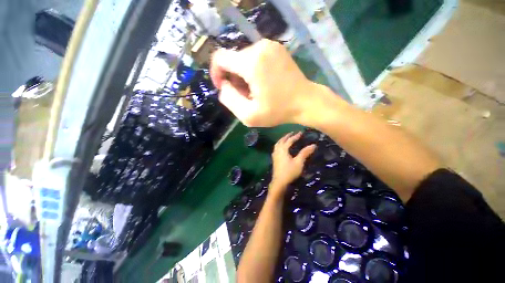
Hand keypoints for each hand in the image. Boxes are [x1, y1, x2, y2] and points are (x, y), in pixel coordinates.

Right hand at [210, 39, 315, 126]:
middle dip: (234, 79)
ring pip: (244, 59)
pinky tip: (263, 83)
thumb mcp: (249, 115)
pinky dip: (253, 70)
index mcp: (251, 63)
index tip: (223, 88)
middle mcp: (259, 47)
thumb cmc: (278, 111)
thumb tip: (224, 85)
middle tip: (246, 96)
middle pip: (233, 60)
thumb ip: (229, 100)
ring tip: (256, 92)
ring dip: (244, 76)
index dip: (216, 73)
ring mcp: (270, 46)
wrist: (306, 102)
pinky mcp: (277, 49)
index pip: (220, 58)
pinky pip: (255, 57)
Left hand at [270, 132, 316, 194]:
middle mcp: (277, 150)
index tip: (301, 133)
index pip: (289, 141)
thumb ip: (305, 153)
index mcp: (283, 150)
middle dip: (287, 136)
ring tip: (286, 138)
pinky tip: (281, 148)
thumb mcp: (299, 162)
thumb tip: (313, 145)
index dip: (295, 136)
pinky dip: (279, 145)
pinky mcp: (274, 159)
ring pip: (277, 144)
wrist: (279, 182)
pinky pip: (276, 148)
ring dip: (282, 140)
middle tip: (292, 133)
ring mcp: (275, 155)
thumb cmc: (290, 172)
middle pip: (281, 141)